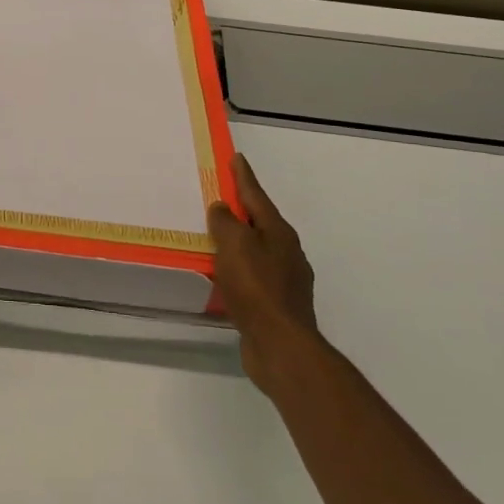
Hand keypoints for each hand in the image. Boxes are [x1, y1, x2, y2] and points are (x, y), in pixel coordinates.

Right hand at [208, 154, 318, 391]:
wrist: (281, 345)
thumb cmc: (256, 287)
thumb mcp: (234, 245)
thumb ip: (225, 222)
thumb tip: (222, 208)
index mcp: (278, 232)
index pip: (256, 195)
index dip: (244, 176)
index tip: (237, 157)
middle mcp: (286, 252)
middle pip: (260, 222)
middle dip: (242, 209)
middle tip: (221, 197)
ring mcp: (285, 280)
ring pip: (257, 250)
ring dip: (238, 241)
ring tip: (216, 237)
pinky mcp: (277, 305)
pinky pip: (252, 276)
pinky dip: (237, 269)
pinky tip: (224, 276)